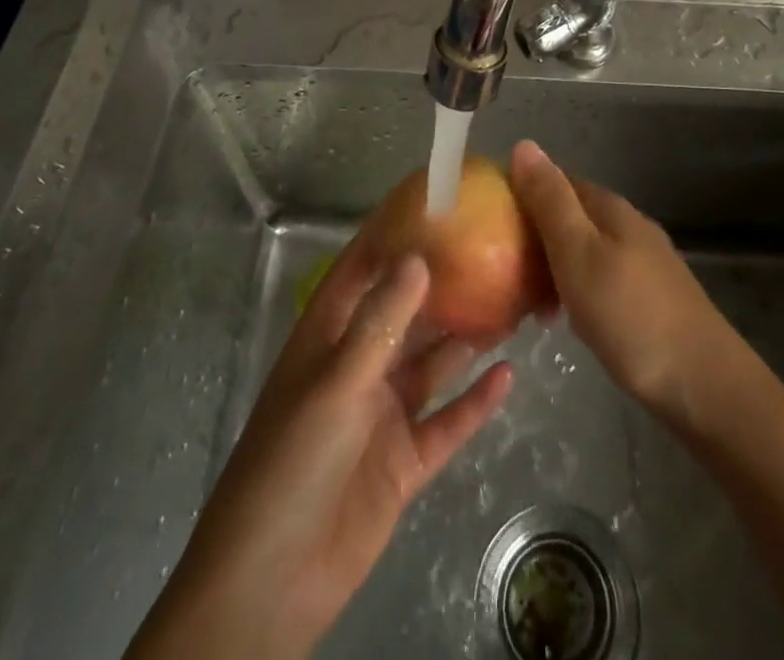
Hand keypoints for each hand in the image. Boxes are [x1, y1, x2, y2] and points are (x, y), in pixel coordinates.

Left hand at [126, 241, 512, 659]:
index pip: (363, 267)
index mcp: (329, 336)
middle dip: (446, 284)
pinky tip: (508, 376)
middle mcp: (359, 364)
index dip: (394, 231)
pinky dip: (475, 401)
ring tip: (513, 302)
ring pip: (433, 362)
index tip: (434, 198)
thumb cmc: (291, 464)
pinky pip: (447, 422)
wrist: (270, 586)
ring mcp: (383, 413)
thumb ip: (379, 322)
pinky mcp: (404, 460)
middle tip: (494, 249)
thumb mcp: (336, 383)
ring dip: (468, 337)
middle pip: (408, 312)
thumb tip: (419, 256)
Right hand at [509, 139, 740, 421]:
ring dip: (551, 264)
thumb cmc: (630, 315)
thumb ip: (550, 201)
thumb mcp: (578, 254)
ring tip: (524, 299)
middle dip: (533, 232)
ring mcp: (643, 260)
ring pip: (583, 247)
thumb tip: (523, 144)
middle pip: (570, 214)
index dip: (521, 190)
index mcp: (609, 207)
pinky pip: (598, 275)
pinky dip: (574, 287)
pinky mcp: (650, 295)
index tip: (486, 216)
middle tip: (498, 266)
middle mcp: (627, 224)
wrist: (703, 384)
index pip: (556, 179)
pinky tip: (564, 318)